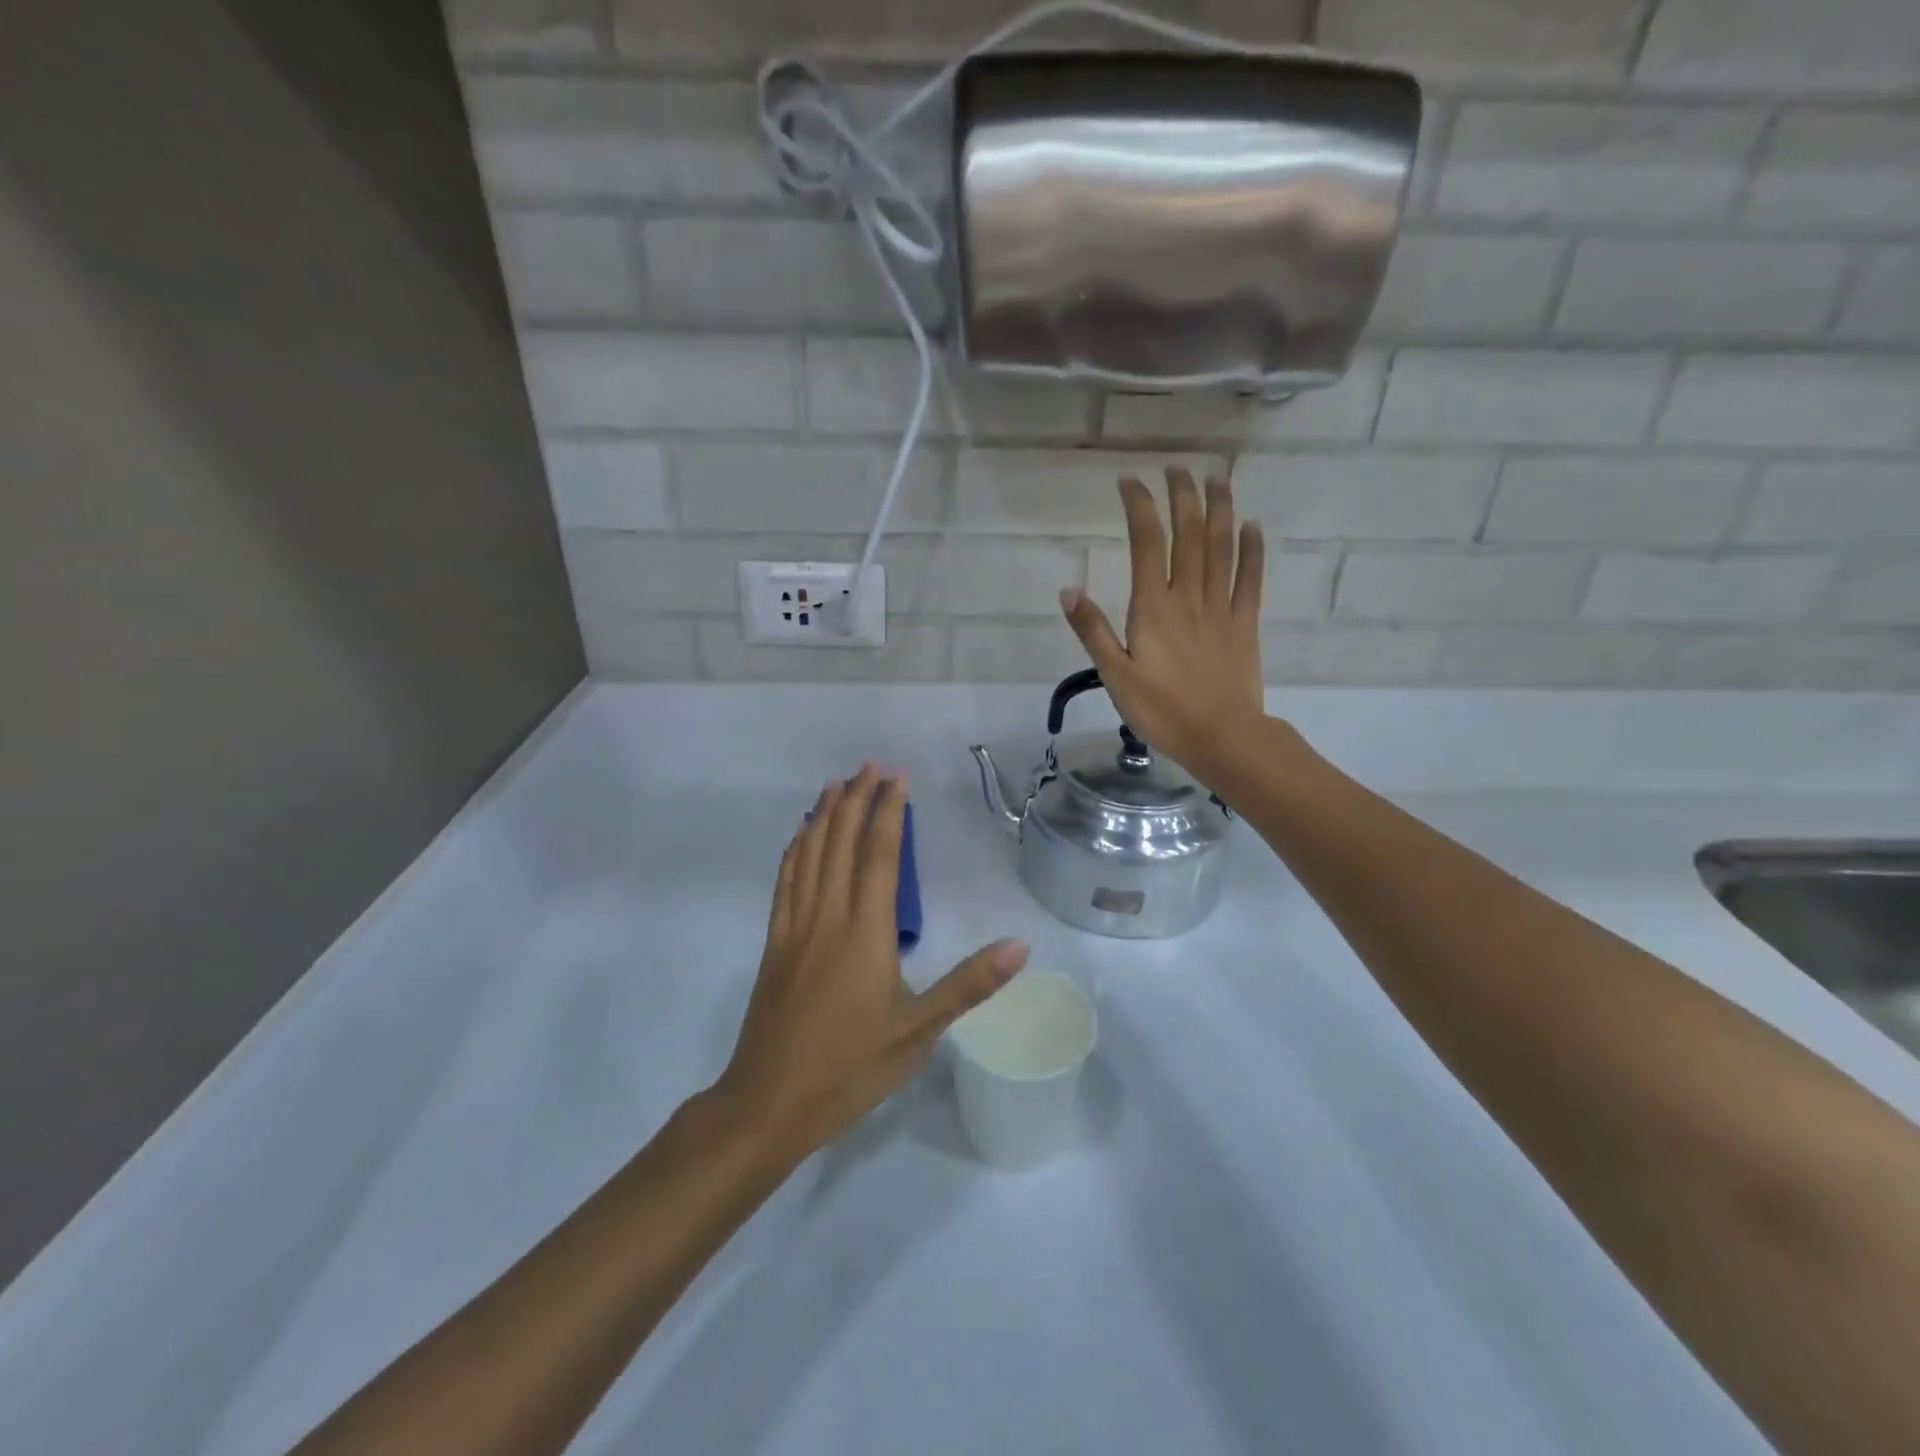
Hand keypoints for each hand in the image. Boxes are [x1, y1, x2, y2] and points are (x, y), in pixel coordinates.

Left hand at [714, 765, 1028, 1165]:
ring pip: (808, 854)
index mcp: (865, 932)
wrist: (769, 1103)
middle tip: (869, 765)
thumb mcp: (919, 1031)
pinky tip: (800, 836)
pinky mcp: (774, 943)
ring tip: (835, 784)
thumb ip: (969, 984)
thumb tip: (1020, 946)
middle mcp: (827, 916)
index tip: (897, 776)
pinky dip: (795, 849)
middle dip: (856, 798)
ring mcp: (794, 927)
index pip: (879, 854)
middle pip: (840, 842)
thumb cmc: (850, 1068)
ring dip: (824, 815)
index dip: (889, 810)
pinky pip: (785, 881)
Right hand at [1059, 466, 1266, 777]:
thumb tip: (1069, 590)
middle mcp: (1189, 597)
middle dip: (1182, 496)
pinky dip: (1252, 550)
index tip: (1130, 481)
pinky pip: (1250, 580)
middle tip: (1176, 468)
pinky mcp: (1244, 625)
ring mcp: (1221, 609)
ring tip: (1216, 479)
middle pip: (1189, 535)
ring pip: (1222, 548)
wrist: (1222, 737)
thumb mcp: (1115, 676)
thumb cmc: (1162, 711)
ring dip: (1219, 509)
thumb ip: (1093, 631)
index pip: (1147, 543)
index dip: (1140, 506)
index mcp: (1154, 608)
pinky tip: (1251, 526)